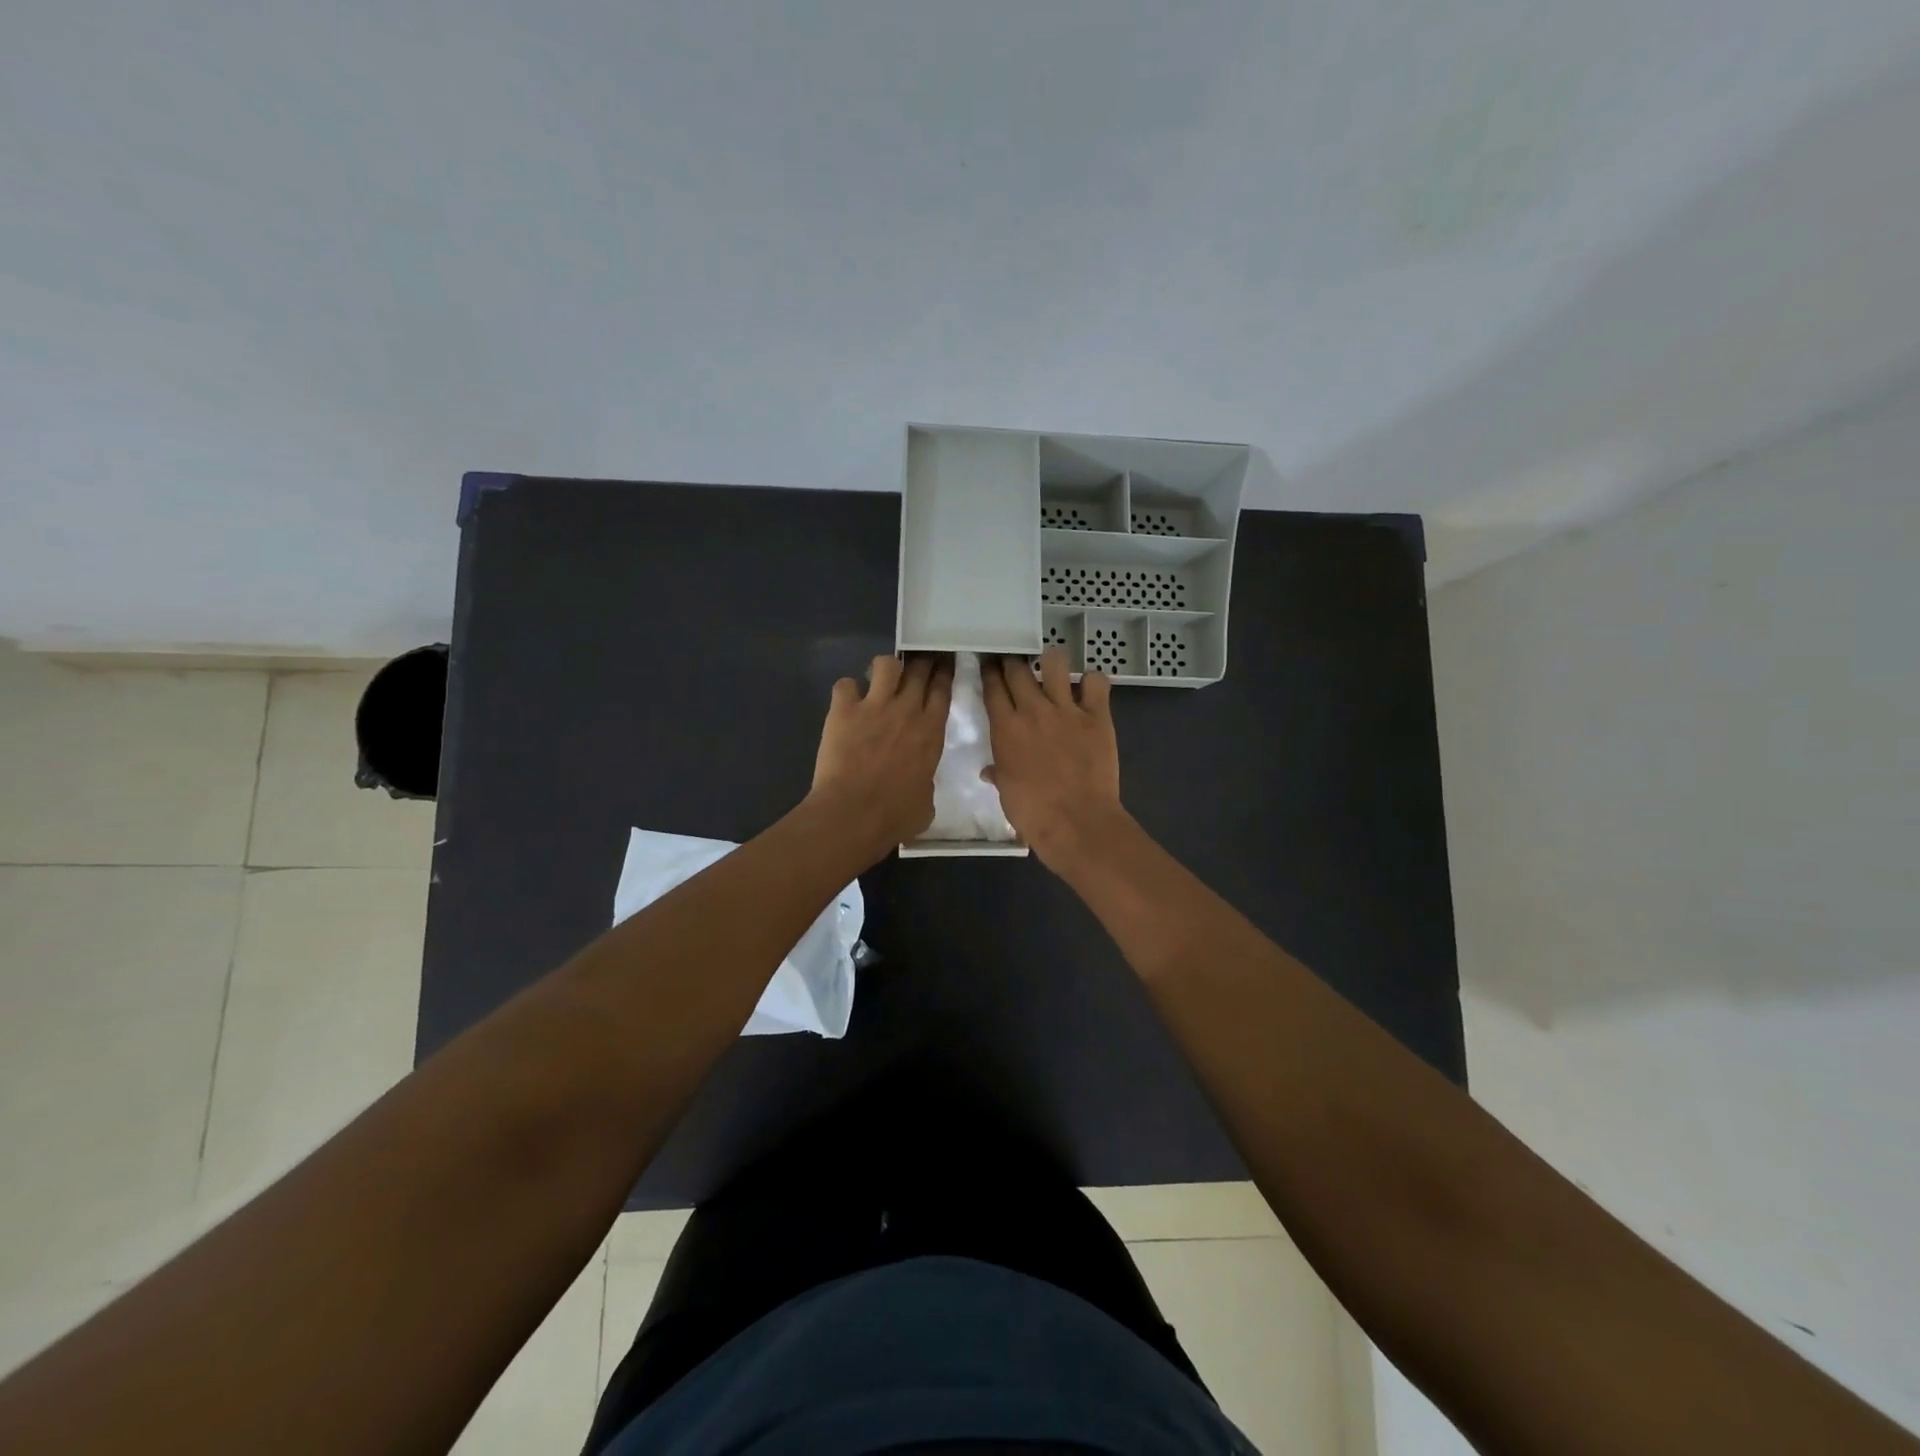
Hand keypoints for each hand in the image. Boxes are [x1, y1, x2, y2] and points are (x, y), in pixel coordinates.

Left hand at [808, 653, 953, 855]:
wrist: (853, 814)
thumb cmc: (895, 816)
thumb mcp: (926, 802)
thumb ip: (926, 782)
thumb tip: (920, 782)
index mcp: (931, 732)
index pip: (942, 689)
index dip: (944, 672)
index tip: (943, 663)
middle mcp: (907, 710)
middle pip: (919, 669)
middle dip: (920, 661)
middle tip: (917, 662)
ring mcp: (874, 706)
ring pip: (885, 665)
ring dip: (885, 669)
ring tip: (880, 680)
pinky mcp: (843, 710)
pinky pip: (845, 684)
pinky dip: (846, 691)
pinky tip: (846, 702)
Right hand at [980, 649, 1127, 869]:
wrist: (1076, 822)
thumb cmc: (1033, 812)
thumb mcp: (1006, 791)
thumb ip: (998, 772)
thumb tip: (989, 771)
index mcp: (1005, 727)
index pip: (992, 686)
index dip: (989, 672)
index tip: (989, 665)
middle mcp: (1033, 710)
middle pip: (1017, 669)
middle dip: (1013, 661)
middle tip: (1014, 662)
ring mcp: (1066, 710)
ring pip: (1055, 663)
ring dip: (1052, 660)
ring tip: (1052, 666)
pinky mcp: (1097, 717)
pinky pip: (1096, 683)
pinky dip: (1093, 682)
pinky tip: (1089, 690)